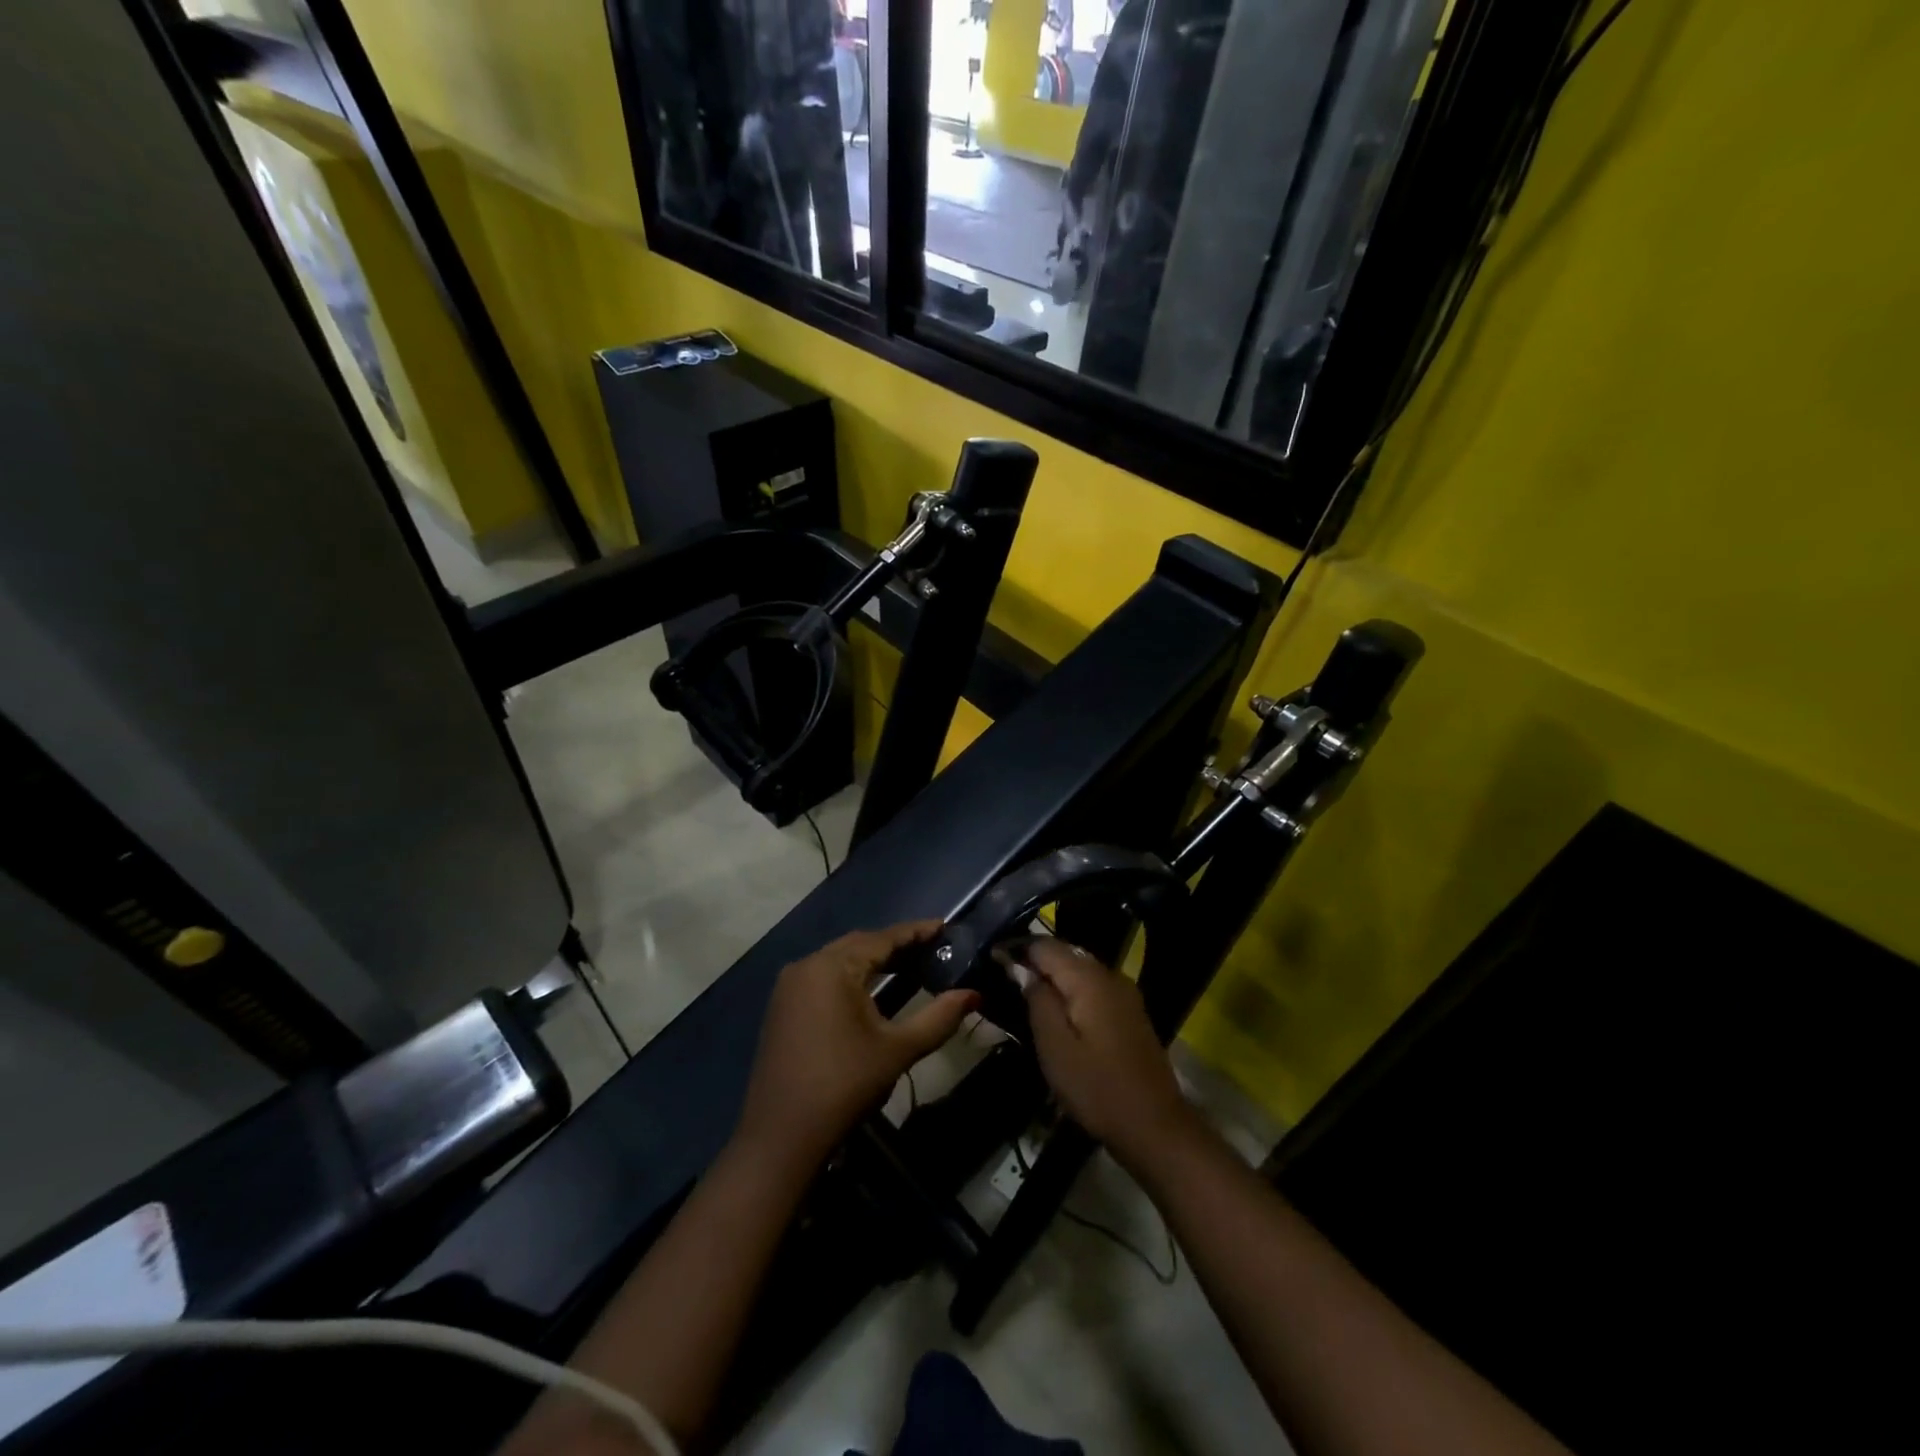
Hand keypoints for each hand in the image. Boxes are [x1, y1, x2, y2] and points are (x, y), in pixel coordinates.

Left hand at [736, 922, 977, 1168]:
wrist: (781, 1137)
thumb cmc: (844, 1085)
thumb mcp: (897, 1050)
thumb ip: (938, 1017)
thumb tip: (973, 994)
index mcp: (832, 967)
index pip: (882, 938)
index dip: (916, 932)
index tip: (945, 927)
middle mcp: (806, 966)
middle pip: (859, 945)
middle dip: (896, 945)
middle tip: (933, 948)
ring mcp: (789, 987)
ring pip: (840, 961)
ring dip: (874, 961)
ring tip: (911, 965)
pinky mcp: (783, 1008)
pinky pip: (824, 978)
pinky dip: (852, 977)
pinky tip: (874, 990)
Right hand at [1018, 938, 1196, 1161]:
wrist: (1155, 1126)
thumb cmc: (1097, 1088)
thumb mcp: (1055, 1046)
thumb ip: (1037, 999)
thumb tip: (1021, 968)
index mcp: (1089, 978)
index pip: (1045, 945)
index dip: (1017, 949)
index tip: (992, 958)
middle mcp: (1110, 975)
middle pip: (1065, 954)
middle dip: (1035, 960)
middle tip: (1004, 976)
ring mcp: (1125, 993)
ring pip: (1080, 970)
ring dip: (1053, 976)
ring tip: (1026, 991)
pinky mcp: (1131, 1012)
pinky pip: (1094, 987)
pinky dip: (1072, 991)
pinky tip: (1059, 1010)